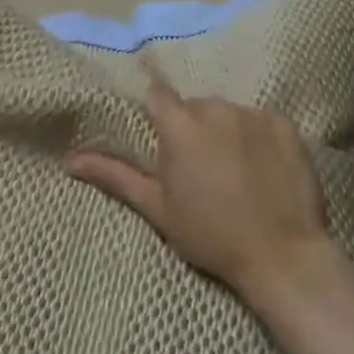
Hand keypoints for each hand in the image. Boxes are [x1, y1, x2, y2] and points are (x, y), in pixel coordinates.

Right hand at [66, 77, 340, 310]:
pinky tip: (265, 170)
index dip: (159, 115)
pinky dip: (260, 138)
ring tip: (237, 173)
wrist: (283, 257)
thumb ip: (116, 176)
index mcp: (180, 125)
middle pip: (196, 107)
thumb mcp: (159, 209)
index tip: (166, 141)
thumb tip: (70, 160)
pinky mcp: (283, 123)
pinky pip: (262, 121)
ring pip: (229, 113)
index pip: (159, 96)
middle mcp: (214, 107)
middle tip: (203, 171)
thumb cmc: (212, 236)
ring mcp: (252, 112)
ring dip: (227, 133)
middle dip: (195, 129)